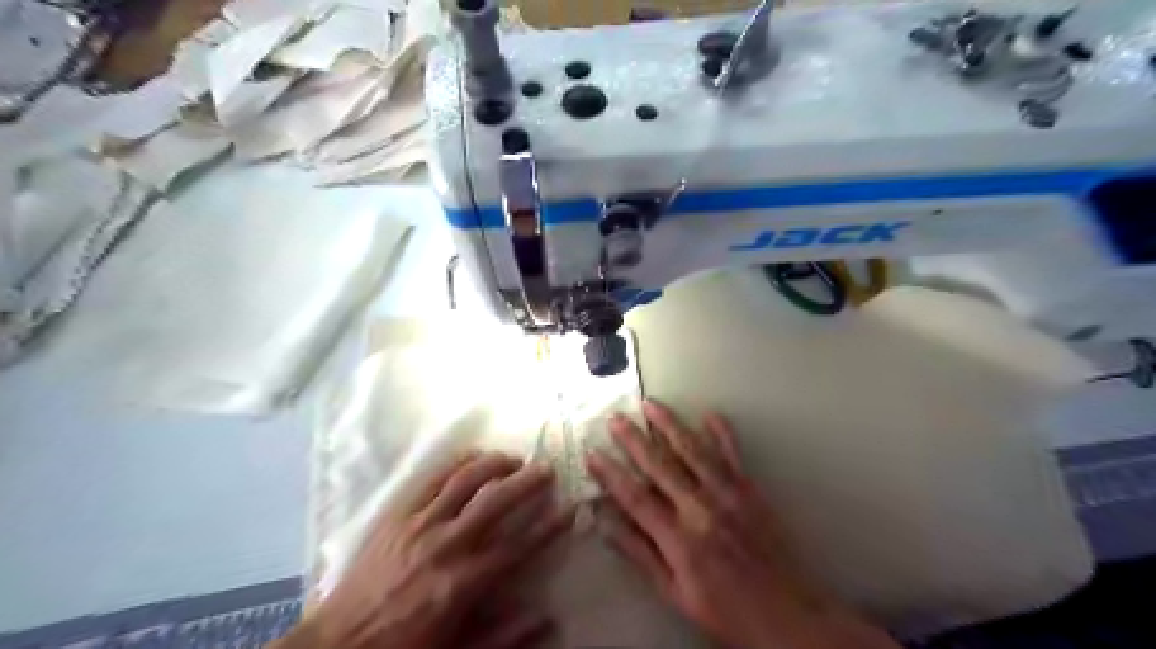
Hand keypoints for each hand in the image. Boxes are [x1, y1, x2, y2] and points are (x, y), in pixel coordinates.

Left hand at [283, 451, 573, 648]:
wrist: (337, 646)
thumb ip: (504, 635)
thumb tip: (547, 616)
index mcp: (463, 583)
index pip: (519, 546)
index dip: (550, 525)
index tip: (571, 508)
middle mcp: (446, 545)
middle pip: (496, 501)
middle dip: (527, 481)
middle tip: (547, 469)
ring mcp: (419, 524)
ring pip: (465, 479)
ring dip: (495, 463)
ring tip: (514, 458)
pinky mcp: (398, 514)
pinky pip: (433, 478)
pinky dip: (458, 462)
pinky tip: (474, 457)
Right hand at [583, 400, 896, 648]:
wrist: (788, 616)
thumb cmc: (724, 610)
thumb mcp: (674, 592)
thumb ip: (641, 554)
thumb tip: (607, 524)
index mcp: (679, 539)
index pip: (636, 498)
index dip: (611, 474)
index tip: (593, 454)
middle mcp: (701, 509)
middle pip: (661, 466)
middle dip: (634, 440)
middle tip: (615, 417)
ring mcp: (729, 495)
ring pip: (694, 451)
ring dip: (670, 425)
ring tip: (651, 404)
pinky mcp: (751, 490)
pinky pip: (733, 455)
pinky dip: (722, 433)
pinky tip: (710, 414)